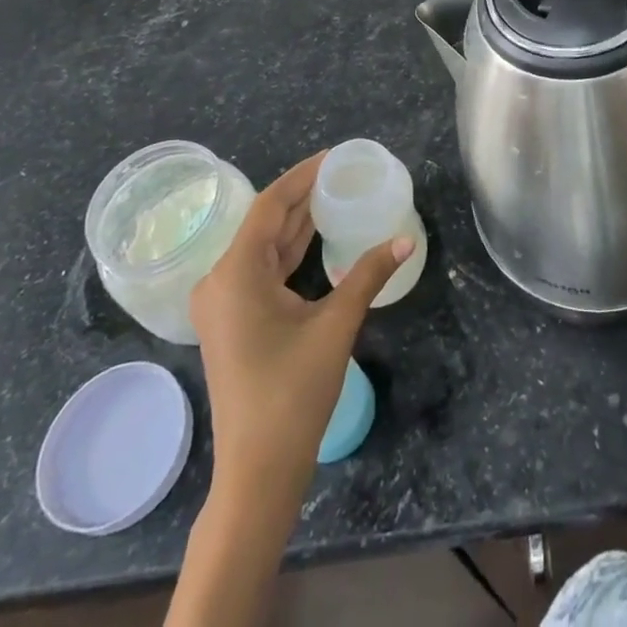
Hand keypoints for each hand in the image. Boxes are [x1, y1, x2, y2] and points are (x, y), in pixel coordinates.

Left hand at [187, 154, 410, 494]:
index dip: (302, 176)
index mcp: (235, 273)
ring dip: (297, 223)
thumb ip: (369, 275)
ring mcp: (222, 303)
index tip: (334, 156)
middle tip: (342, 173)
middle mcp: (220, 280)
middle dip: (303, 196)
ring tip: (335, 195)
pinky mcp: (231, 321)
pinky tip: (317, 238)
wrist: (258, 471)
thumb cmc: (293, 393)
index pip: (271, 205)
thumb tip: (406, 240)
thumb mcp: (335, 325)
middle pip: (265, 223)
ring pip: (263, 246)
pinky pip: (261, 270)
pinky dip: (289, 251)